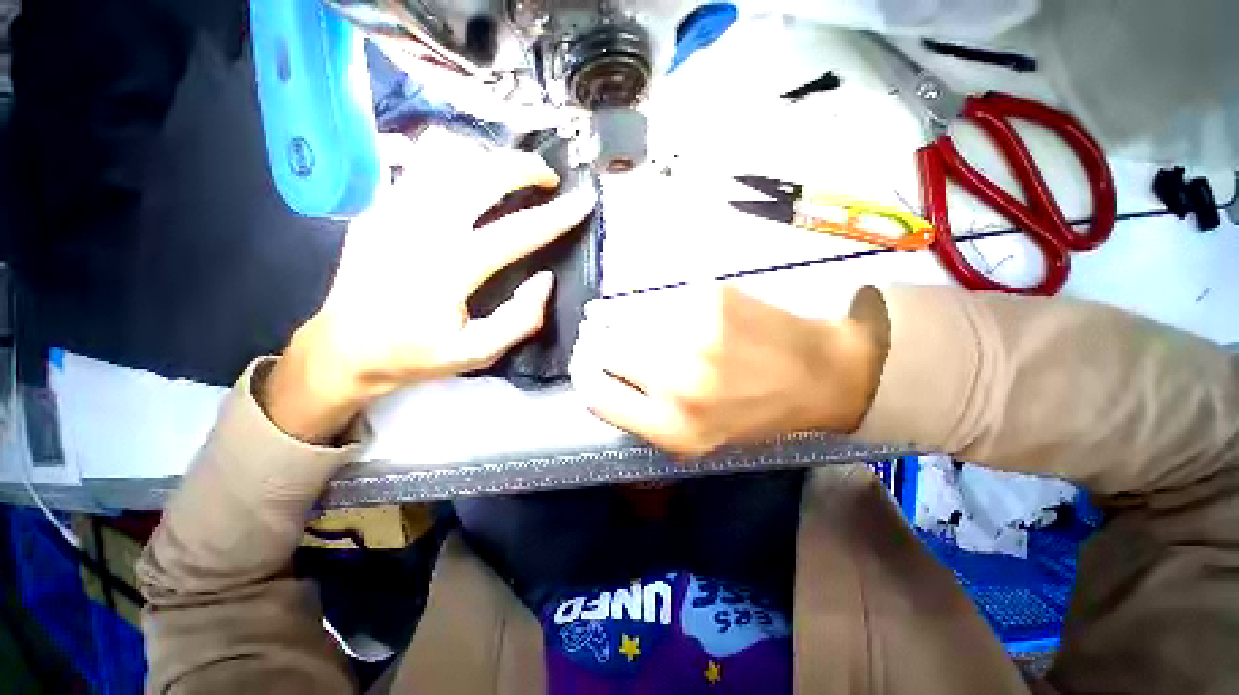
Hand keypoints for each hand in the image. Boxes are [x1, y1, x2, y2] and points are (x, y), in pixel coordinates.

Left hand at [264, 129, 597, 442]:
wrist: (345, 347)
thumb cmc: (415, 354)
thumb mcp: (478, 353)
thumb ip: (520, 320)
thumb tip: (546, 280)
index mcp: (449, 270)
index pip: (517, 232)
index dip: (556, 216)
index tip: (583, 201)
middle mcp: (420, 228)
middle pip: (480, 175)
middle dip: (523, 166)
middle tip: (548, 177)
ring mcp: (392, 209)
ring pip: (447, 155)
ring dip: (487, 156)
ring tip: (509, 173)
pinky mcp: (377, 205)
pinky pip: (420, 162)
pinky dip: (453, 158)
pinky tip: (469, 175)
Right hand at [570, 284, 885, 456]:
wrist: (821, 374)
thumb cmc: (756, 412)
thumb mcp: (697, 438)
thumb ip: (644, 416)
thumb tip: (600, 376)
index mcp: (672, 428)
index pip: (595, 395)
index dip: (586, 376)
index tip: (588, 364)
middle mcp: (676, 381)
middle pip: (604, 349)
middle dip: (602, 343)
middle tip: (613, 339)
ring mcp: (692, 333)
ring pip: (625, 317)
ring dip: (626, 321)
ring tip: (649, 326)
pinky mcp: (708, 296)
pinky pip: (657, 298)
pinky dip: (657, 305)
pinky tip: (680, 314)